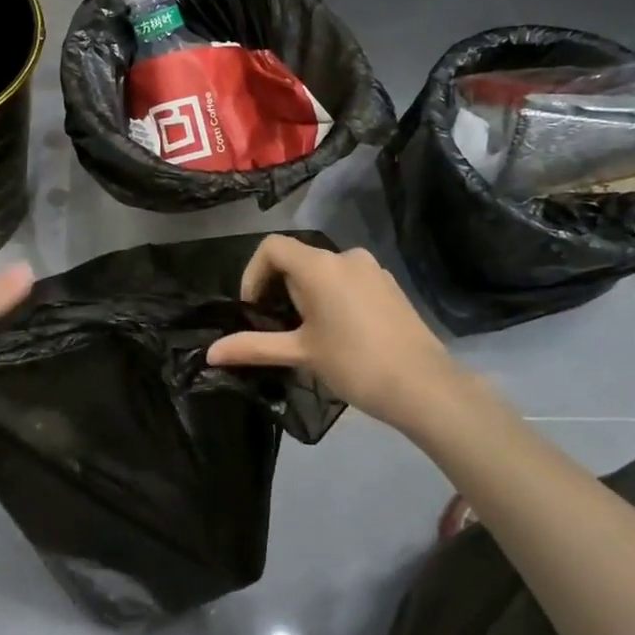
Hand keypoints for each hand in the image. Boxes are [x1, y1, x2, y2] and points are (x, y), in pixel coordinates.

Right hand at [206, 236, 460, 429]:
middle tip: (280, 328)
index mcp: (320, 266)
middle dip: (281, 289)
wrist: (425, 386)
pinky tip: (341, 334)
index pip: (272, 247)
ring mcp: (373, 270)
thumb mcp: (299, 353)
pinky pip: (350, 282)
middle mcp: (346, 256)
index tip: (253, 309)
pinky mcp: (391, 286)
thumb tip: (210, 353)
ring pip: (325, 271)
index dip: (253, 273)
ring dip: (308, 295)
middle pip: (298, 259)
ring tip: (309, 334)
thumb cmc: (354, 364)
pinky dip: (334, 298)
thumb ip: (253, 347)